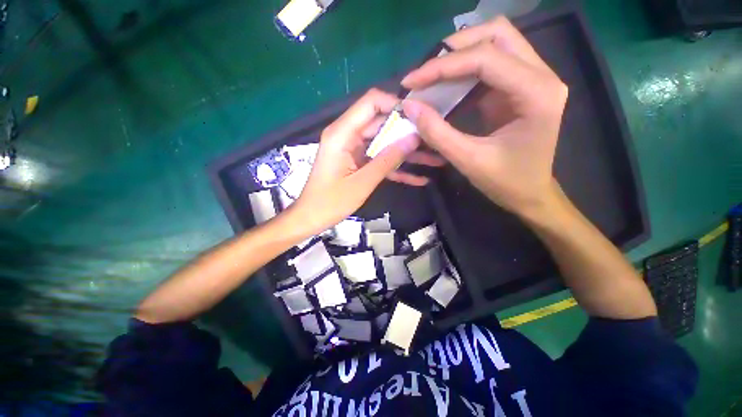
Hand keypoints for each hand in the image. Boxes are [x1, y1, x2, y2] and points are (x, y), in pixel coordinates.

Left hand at [291, 89, 443, 233]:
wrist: (312, 218)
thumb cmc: (331, 202)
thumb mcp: (362, 182)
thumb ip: (388, 159)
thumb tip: (414, 138)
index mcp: (343, 133)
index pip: (371, 103)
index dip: (396, 105)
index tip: (419, 118)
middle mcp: (348, 136)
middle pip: (382, 124)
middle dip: (408, 133)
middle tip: (434, 142)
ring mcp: (354, 150)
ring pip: (385, 144)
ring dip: (407, 153)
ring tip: (434, 160)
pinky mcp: (358, 163)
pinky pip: (380, 160)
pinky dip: (397, 169)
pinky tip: (419, 179)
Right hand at [400, 16, 567, 215]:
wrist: (531, 193)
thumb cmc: (506, 182)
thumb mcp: (468, 160)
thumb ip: (437, 133)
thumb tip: (410, 107)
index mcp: (536, 93)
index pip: (486, 58)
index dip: (443, 66)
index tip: (412, 81)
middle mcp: (541, 76)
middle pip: (497, 34)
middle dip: (455, 48)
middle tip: (425, 71)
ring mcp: (533, 79)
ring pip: (496, 42)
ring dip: (460, 54)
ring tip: (431, 75)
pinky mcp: (520, 88)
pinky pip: (492, 64)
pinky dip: (465, 70)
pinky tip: (447, 85)